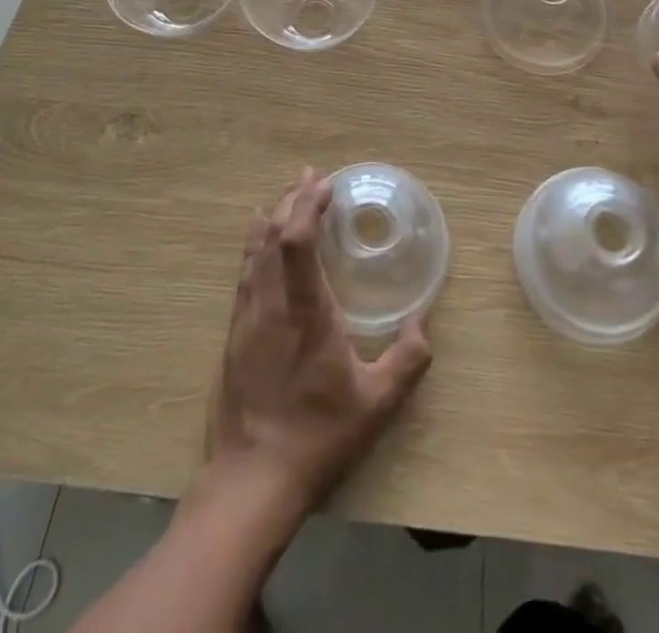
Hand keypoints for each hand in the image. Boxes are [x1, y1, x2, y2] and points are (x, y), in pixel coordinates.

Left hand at [208, 169, 432, 515]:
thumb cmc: (318, 437)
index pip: (297, 241)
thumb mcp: (376, 404)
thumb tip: (424, 322)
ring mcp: (246, 318)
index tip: (326, 184)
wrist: (251, 481)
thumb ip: (408, 359)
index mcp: (304, 311)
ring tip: (289, 195)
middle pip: (272, 234)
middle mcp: (270, 304)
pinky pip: (243, 273)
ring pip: (254, 250)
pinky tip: (258, 238)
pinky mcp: (234, 334)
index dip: (308, 205)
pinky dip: (254, 244)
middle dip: (291, 199)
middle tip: (311, 176)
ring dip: (272, 216)